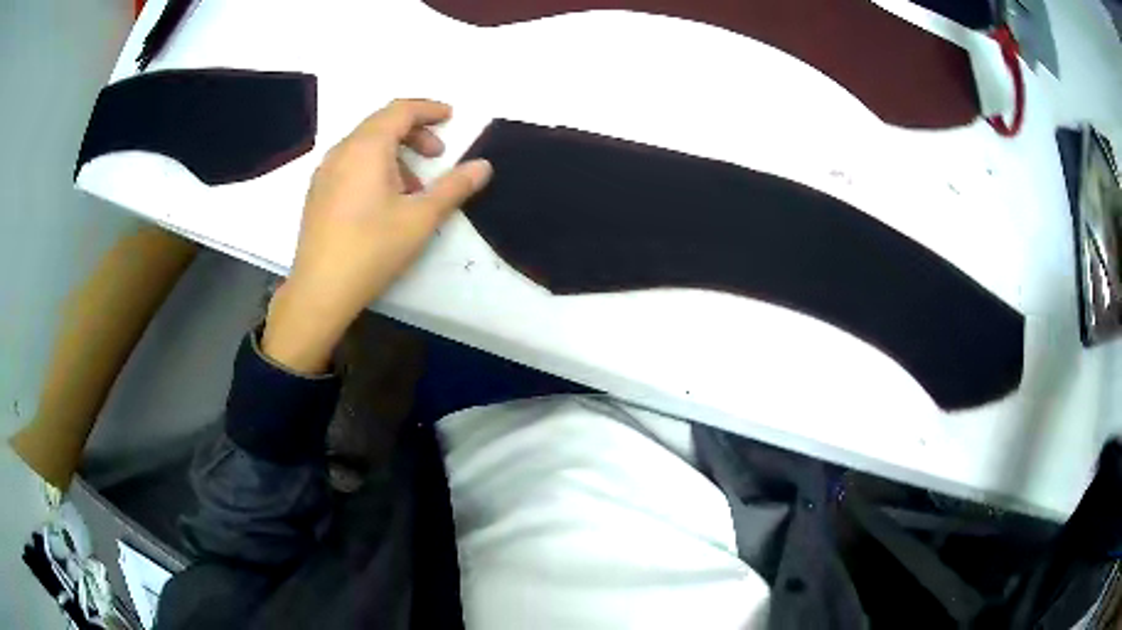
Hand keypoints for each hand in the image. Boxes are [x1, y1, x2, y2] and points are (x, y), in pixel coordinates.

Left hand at [263, 99, 491, 373]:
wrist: (320, 290)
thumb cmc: (372, 249)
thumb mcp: (421, 218)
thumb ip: (454, 187)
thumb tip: (483, 165)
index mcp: (366, 147)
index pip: (401, 110)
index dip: (429, 110)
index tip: (451, 118)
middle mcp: (342, 150)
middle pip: (381, 124)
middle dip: (414, 132)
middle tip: (437, 155)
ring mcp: (325, 172)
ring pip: (365, 145)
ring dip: (395, 153)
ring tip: (414, 188)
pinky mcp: (318, 192)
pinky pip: (351, 163)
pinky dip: (374, 166)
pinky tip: (384, 200)